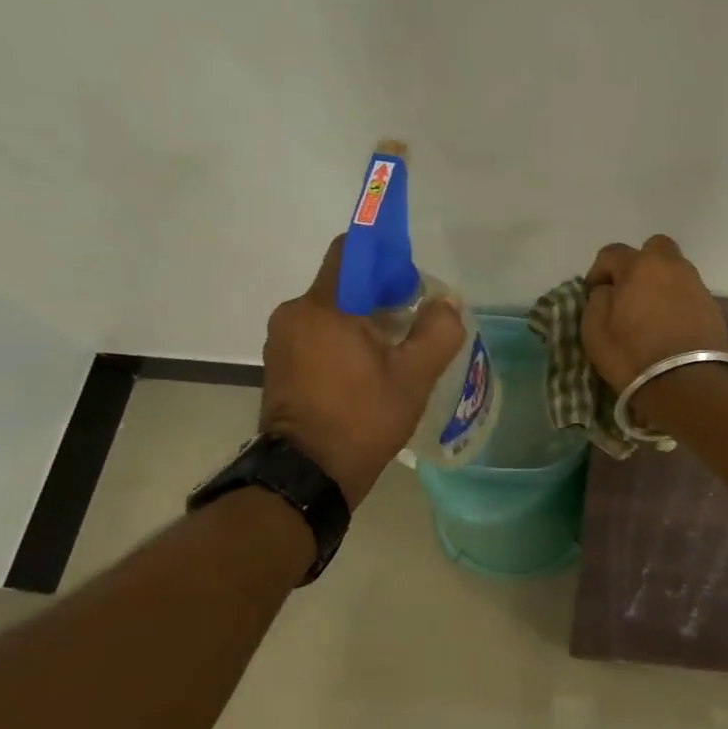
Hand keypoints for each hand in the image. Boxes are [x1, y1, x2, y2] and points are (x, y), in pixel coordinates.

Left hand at [260, 235, 466, 508]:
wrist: (307, 477)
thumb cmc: (362, 419)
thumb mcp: (414, 376)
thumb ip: (437, 331)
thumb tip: (446, 304)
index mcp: (324, 307)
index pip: (352, 251)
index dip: (387, 257)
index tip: (412, 284)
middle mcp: (295, 314)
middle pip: (345, 285)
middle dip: (382, 297)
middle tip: (414, 326)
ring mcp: (282, 342)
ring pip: (333, 312)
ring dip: (365, 323)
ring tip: (396, 355)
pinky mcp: (281, 366)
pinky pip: (319, 336)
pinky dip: (345, 342)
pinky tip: (369, 372)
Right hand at [581, 235, 727, 394]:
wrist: (688, 384)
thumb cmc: (633, 356)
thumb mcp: (595, 331)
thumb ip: (597, 300)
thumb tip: (608, 290)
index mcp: (640, 266)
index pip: (612, 253)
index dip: (598, 271)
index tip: (594, 292)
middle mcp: (672, 267)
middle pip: (654, 248)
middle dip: (639, 263)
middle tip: (629, 291)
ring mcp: (696, 285)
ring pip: (674, 270)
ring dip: (660, 283)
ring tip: (650, 313)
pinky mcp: (713, 307)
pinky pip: (688, 293)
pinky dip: (677, 302)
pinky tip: (670, 326)